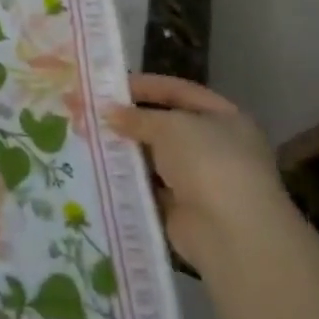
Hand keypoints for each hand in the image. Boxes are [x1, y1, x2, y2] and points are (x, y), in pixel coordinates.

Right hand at [104, 74, 289, 269]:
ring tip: (87, 138)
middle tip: (91, 113)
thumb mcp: (169, 126)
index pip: (180, 92)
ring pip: (155, 157)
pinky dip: (128, 179)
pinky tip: (98, 169)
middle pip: (166, 126)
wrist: (231, 233)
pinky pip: (150, 187)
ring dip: (126, 149)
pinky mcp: (184, 209)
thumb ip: (137, 117)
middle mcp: (217, 147)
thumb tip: (108, 113)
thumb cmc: (208, 162)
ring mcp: (202, 180)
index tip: (109, 85)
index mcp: (226, 119)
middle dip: (129, 119)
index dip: (146, 85)